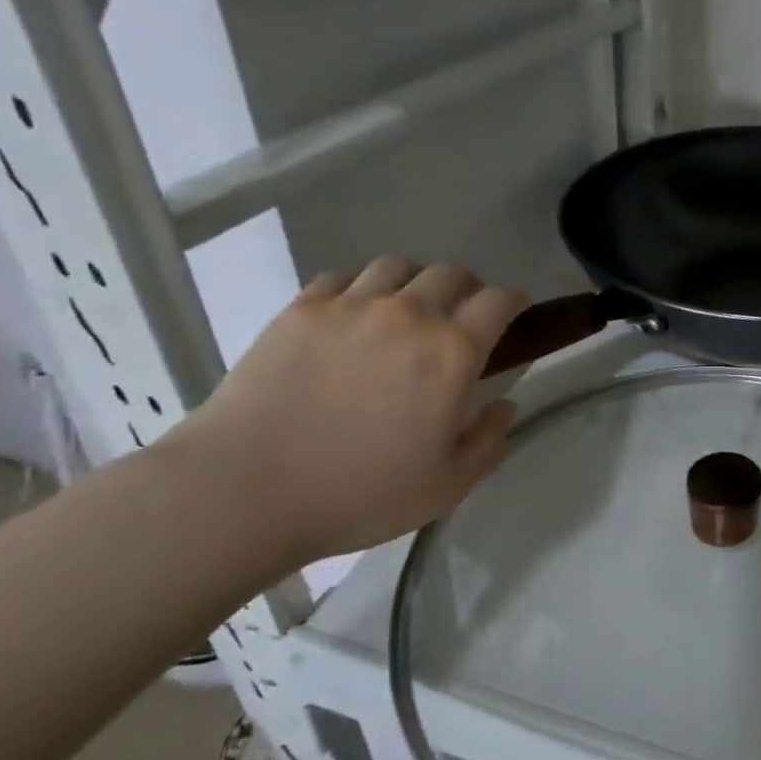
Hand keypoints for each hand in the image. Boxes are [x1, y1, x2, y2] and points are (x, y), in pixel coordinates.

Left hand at [168, 259, 527, 568]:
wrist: (244, 491)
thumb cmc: (359, 493)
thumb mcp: (446, 485)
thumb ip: (488, 440)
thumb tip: (504, 405)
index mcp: (452, 352)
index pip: (499, 301)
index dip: (514, 301)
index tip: (515, 311)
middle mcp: (408, 314)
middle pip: (451, 273)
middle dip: (468, 288)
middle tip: (461, 315)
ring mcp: (350, 306)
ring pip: (397, 265)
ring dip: (414, 281)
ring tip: (406, 309)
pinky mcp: (301, 310)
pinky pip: (342, 277)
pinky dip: (359, 289)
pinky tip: (352, 317)